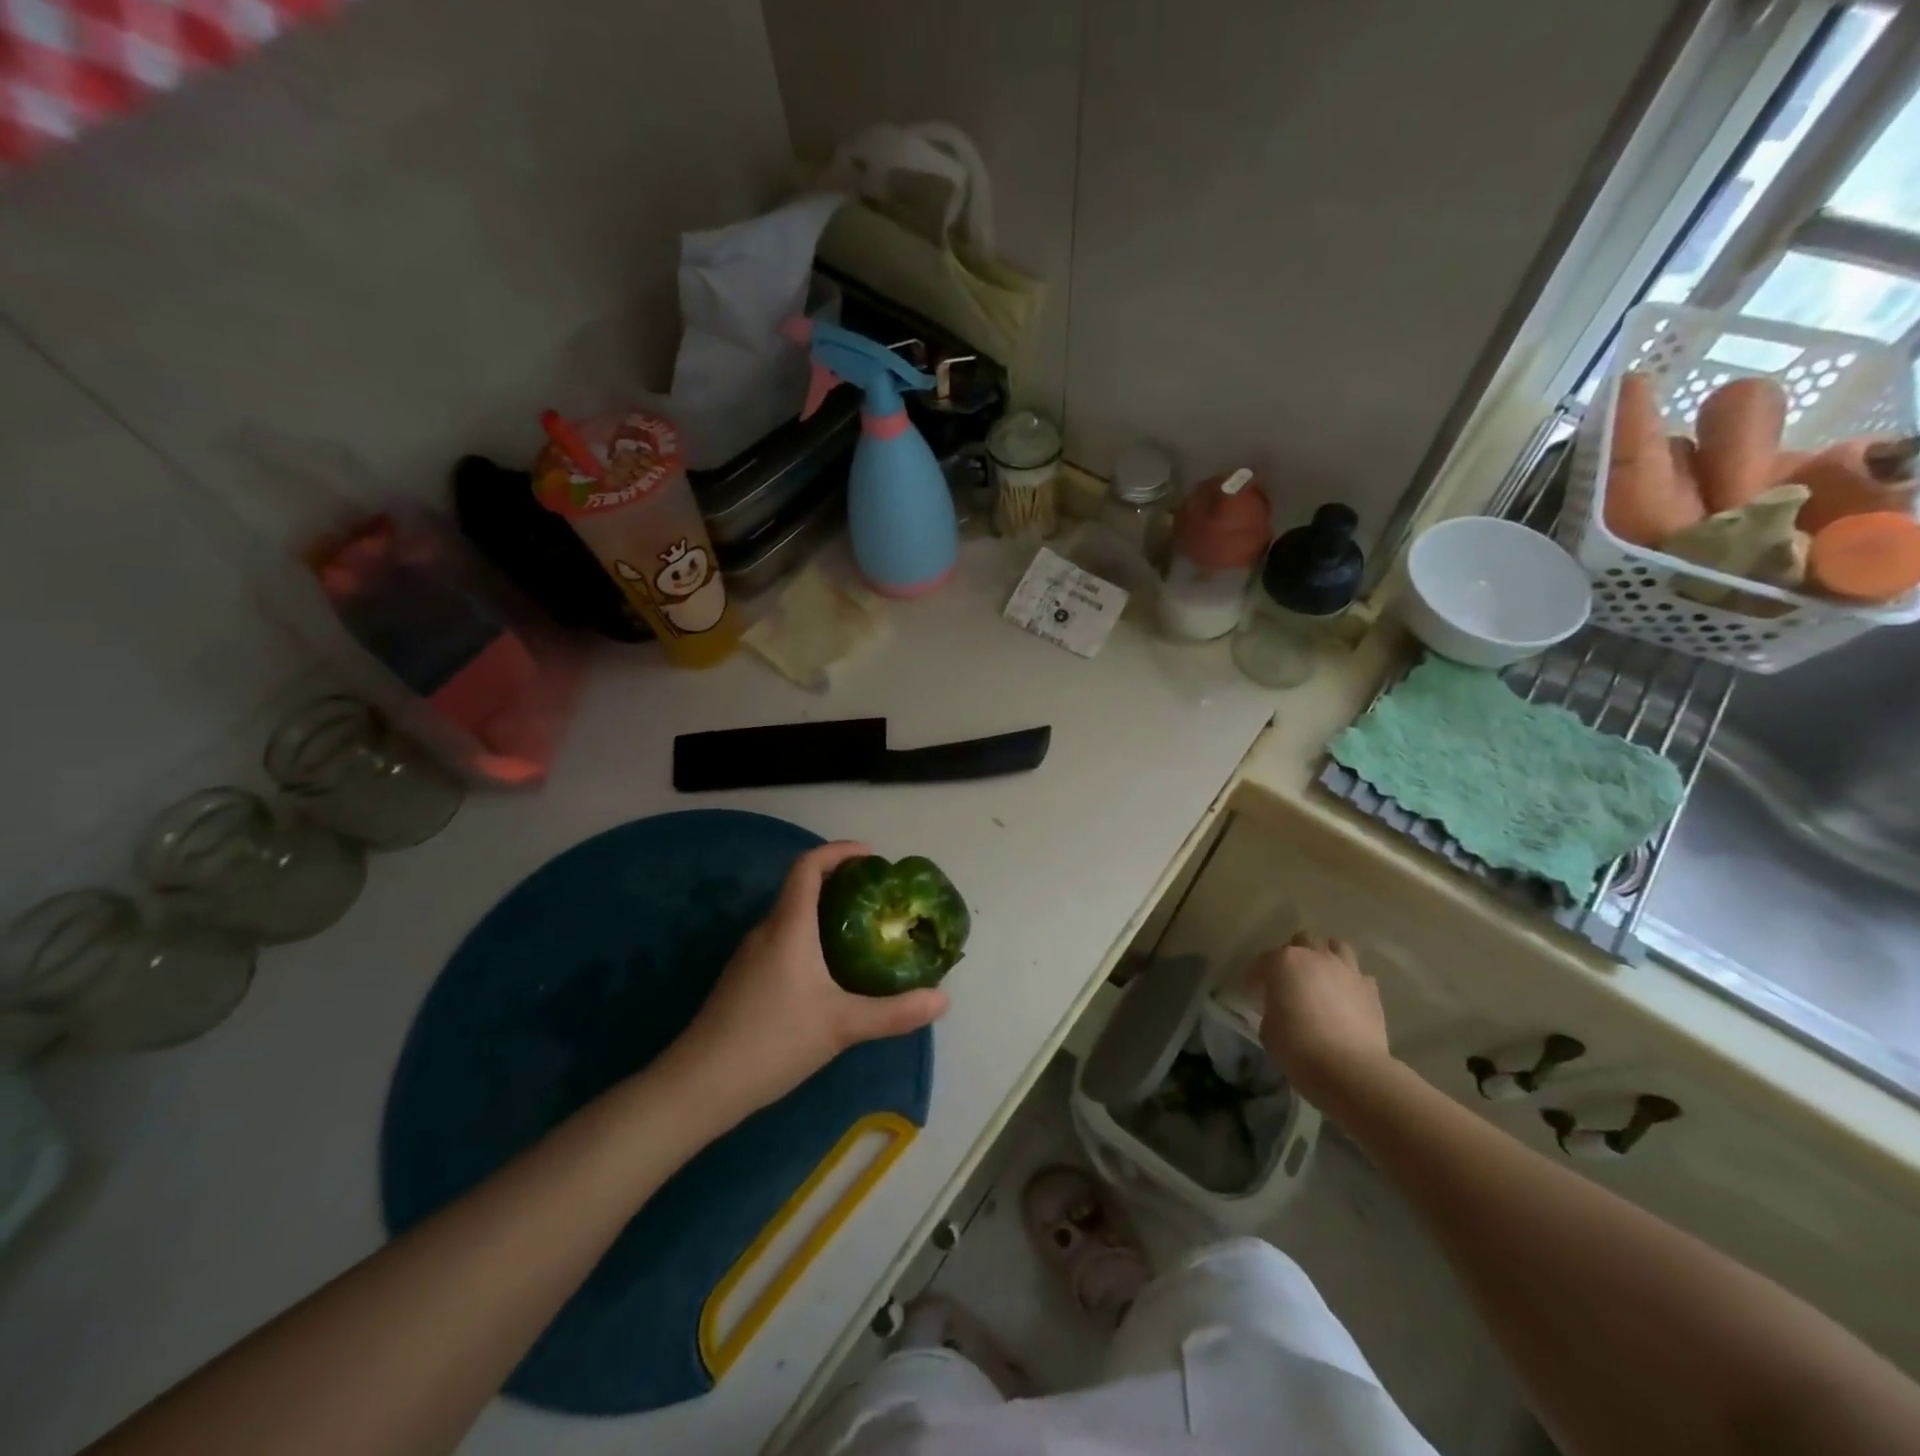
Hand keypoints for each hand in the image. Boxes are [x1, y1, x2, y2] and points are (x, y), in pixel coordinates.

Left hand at [666, 842, 950, 1125]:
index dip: (839, 851)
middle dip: (840, 883)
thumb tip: (944, 1000)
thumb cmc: (773, 1041)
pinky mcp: (743, 979)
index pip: (808, 866)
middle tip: (879, 898)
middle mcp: (766, 930)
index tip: (872, 856)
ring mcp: (750, 955)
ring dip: (825, 913)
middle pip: (801, 888)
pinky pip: (782, 941)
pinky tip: (828, 972)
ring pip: (791, 917)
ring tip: (862, 931)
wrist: (700, 1085)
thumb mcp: (842, 1026)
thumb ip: (895, 1013)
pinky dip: (809, 938)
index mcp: (789, 926)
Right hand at [1247, 932, 1392, 1107]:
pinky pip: (1358, 976)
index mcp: (1283, 962)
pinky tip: (1345, 999)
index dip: (1256, 978)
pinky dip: (1350, 982)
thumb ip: (1272, 1008)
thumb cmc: (1297, 1047)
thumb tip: (1282, 1007)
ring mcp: (1347, 970)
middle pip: (1301, 942)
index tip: (1255, 995)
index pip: (1262, 962)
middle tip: (1289, 981)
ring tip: (1321, 979)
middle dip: (1293, 957)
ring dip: (1325, 958)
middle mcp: (1315, 957)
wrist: (1350, 1069)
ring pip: (1336, 947)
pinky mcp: (1370, 990)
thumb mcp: (1268, 1028)